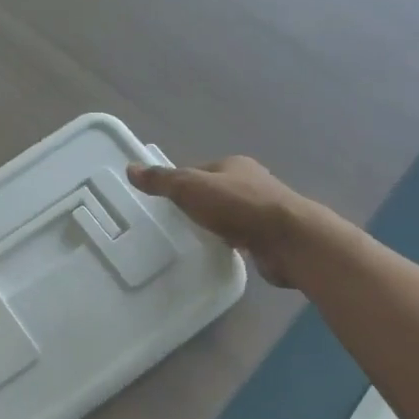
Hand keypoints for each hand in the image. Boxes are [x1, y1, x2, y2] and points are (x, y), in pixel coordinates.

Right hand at [128, 156, 310, 287]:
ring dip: (215, 225)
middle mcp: (251, 182)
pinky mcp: (270, 236)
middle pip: (215, 191)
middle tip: (174, 223)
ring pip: (230, 215)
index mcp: (234, 165)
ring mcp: (263, 210)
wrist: (289, 240)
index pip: (199, 170)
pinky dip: (230, 242)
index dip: (180, 183)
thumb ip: (162, 180)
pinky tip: (218, 253)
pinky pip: (242, 236)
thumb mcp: (191, 188)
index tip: (164, 202)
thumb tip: (130, 168)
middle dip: (198, 205)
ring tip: (192, 240)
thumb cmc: (239, 206)